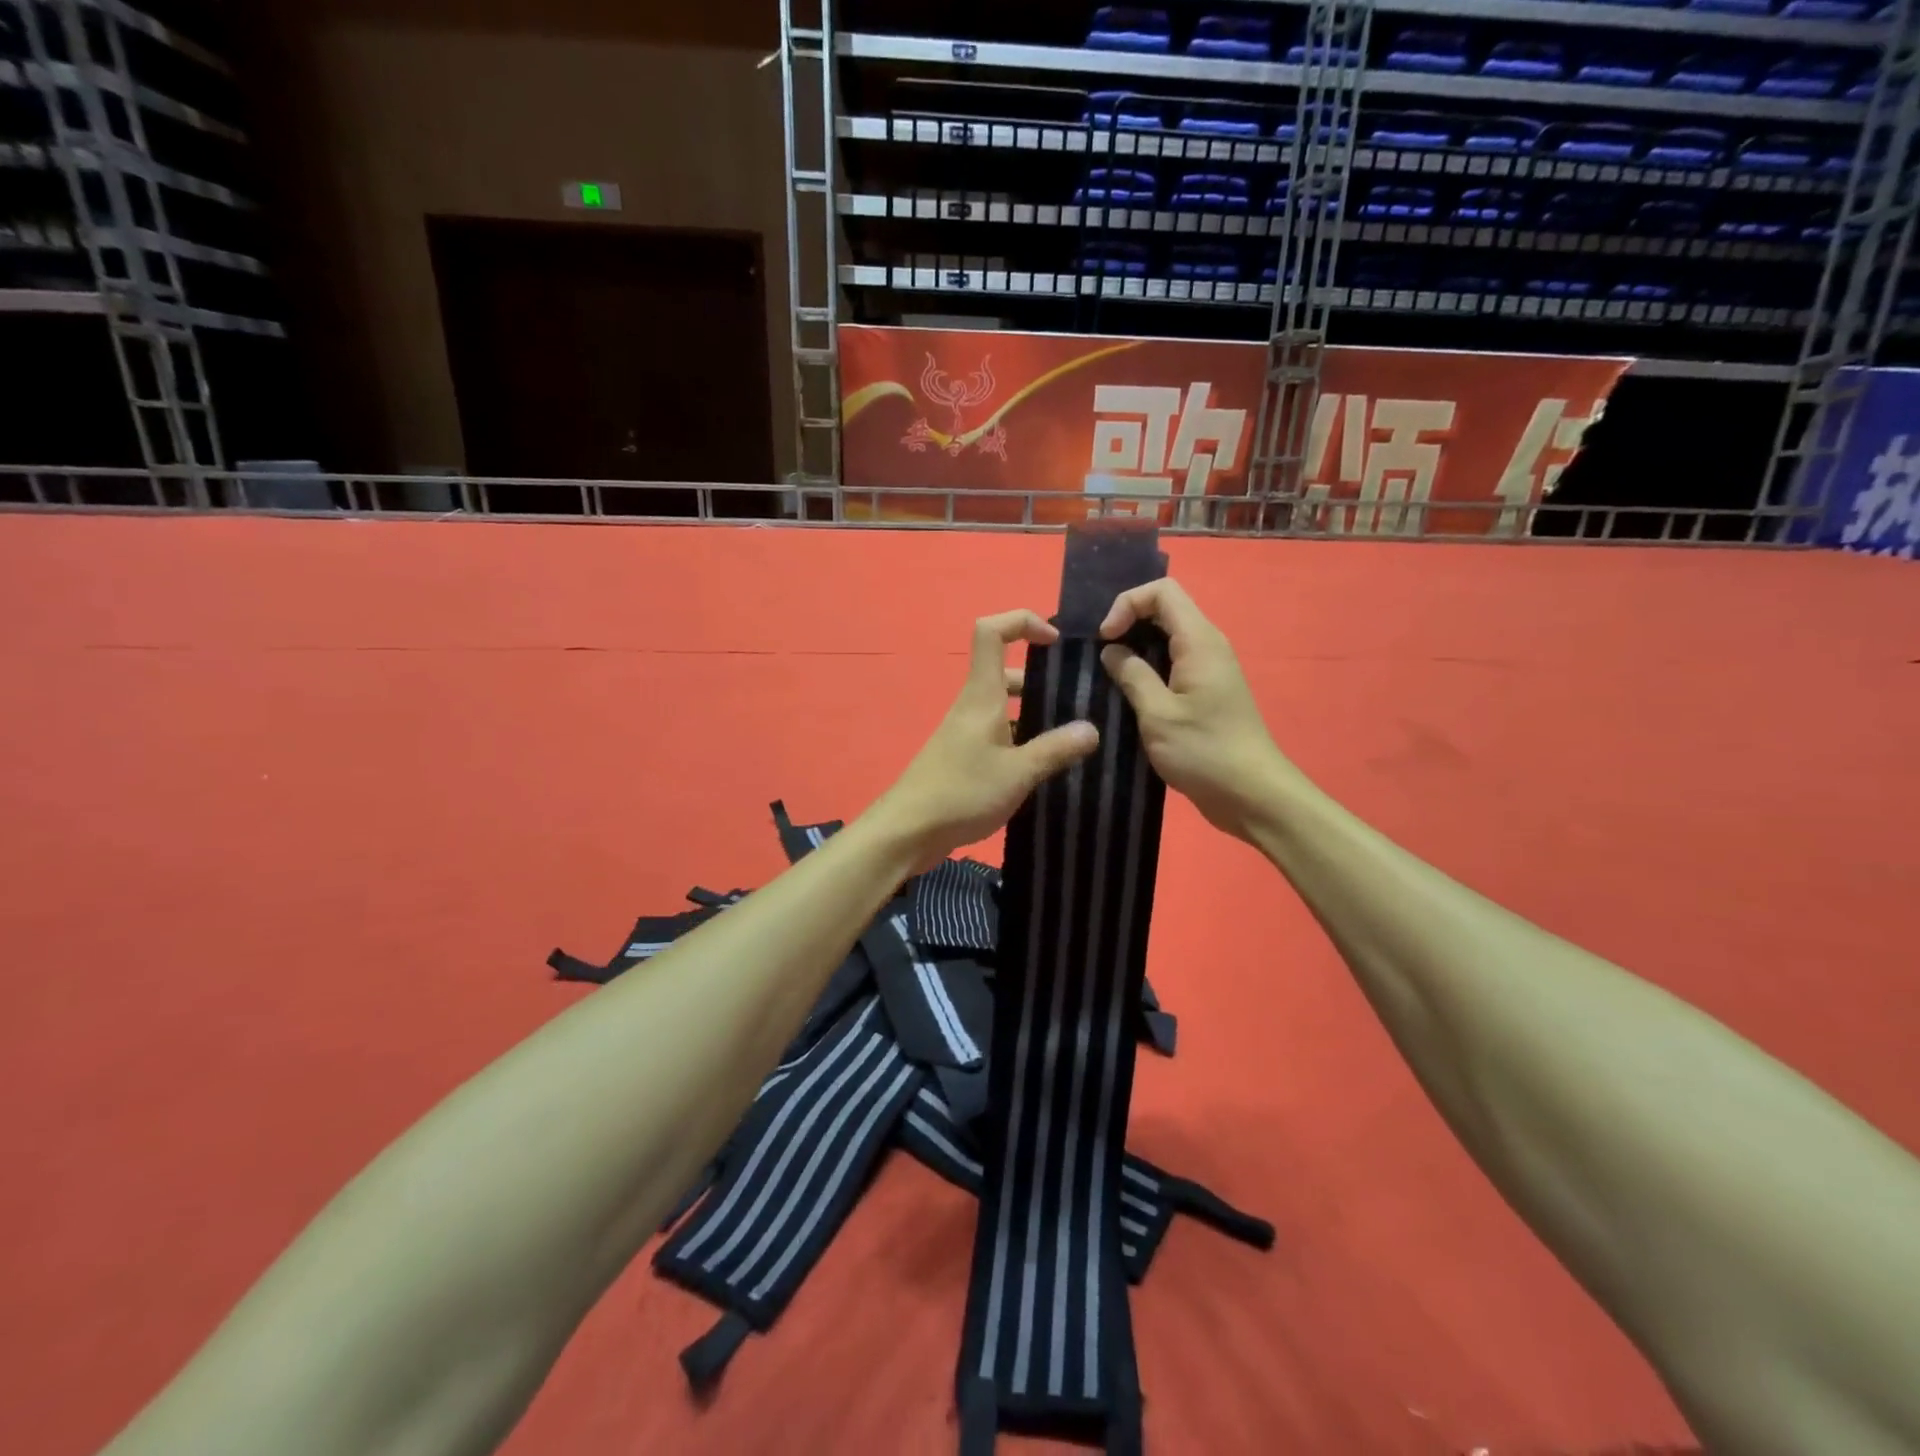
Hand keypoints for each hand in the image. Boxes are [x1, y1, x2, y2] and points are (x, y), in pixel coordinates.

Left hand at [872, 610, 1100, 870]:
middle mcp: (973, 707)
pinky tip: (1048, 766)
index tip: (1055, 641)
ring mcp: (967, 733)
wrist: (908, 831)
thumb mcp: (1018, 773)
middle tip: (1081, 701)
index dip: (1022, 622)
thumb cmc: (961, 793)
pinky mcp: (965, 758)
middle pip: (1007, 672)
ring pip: (1006, 708)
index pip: (991, 632)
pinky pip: (1001, 736)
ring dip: (1037, 715)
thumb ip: (1055, 749)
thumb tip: (1092, 729)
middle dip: (1043, 679)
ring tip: (1075, 737)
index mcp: (982, 696)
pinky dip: (1024, 741)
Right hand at [1099, 579, 1291, 841]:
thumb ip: (1132, 675)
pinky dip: (1147, 668)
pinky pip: (1173, 663)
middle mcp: (1208, 646)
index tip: (1104, 639)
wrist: (1251, 794)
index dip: (1127, 604)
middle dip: (1127, 622)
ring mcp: (1209, 669)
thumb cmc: (1203, 752)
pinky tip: (1128, 694)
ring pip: (1167, 637)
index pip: (1162, 592)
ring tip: (1106, 674)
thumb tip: (1112, 651)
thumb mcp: (1157, 714)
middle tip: (1099, 655)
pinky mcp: (1206, 691)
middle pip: (1164, 609)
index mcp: (1199, 641)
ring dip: (1135, 648)